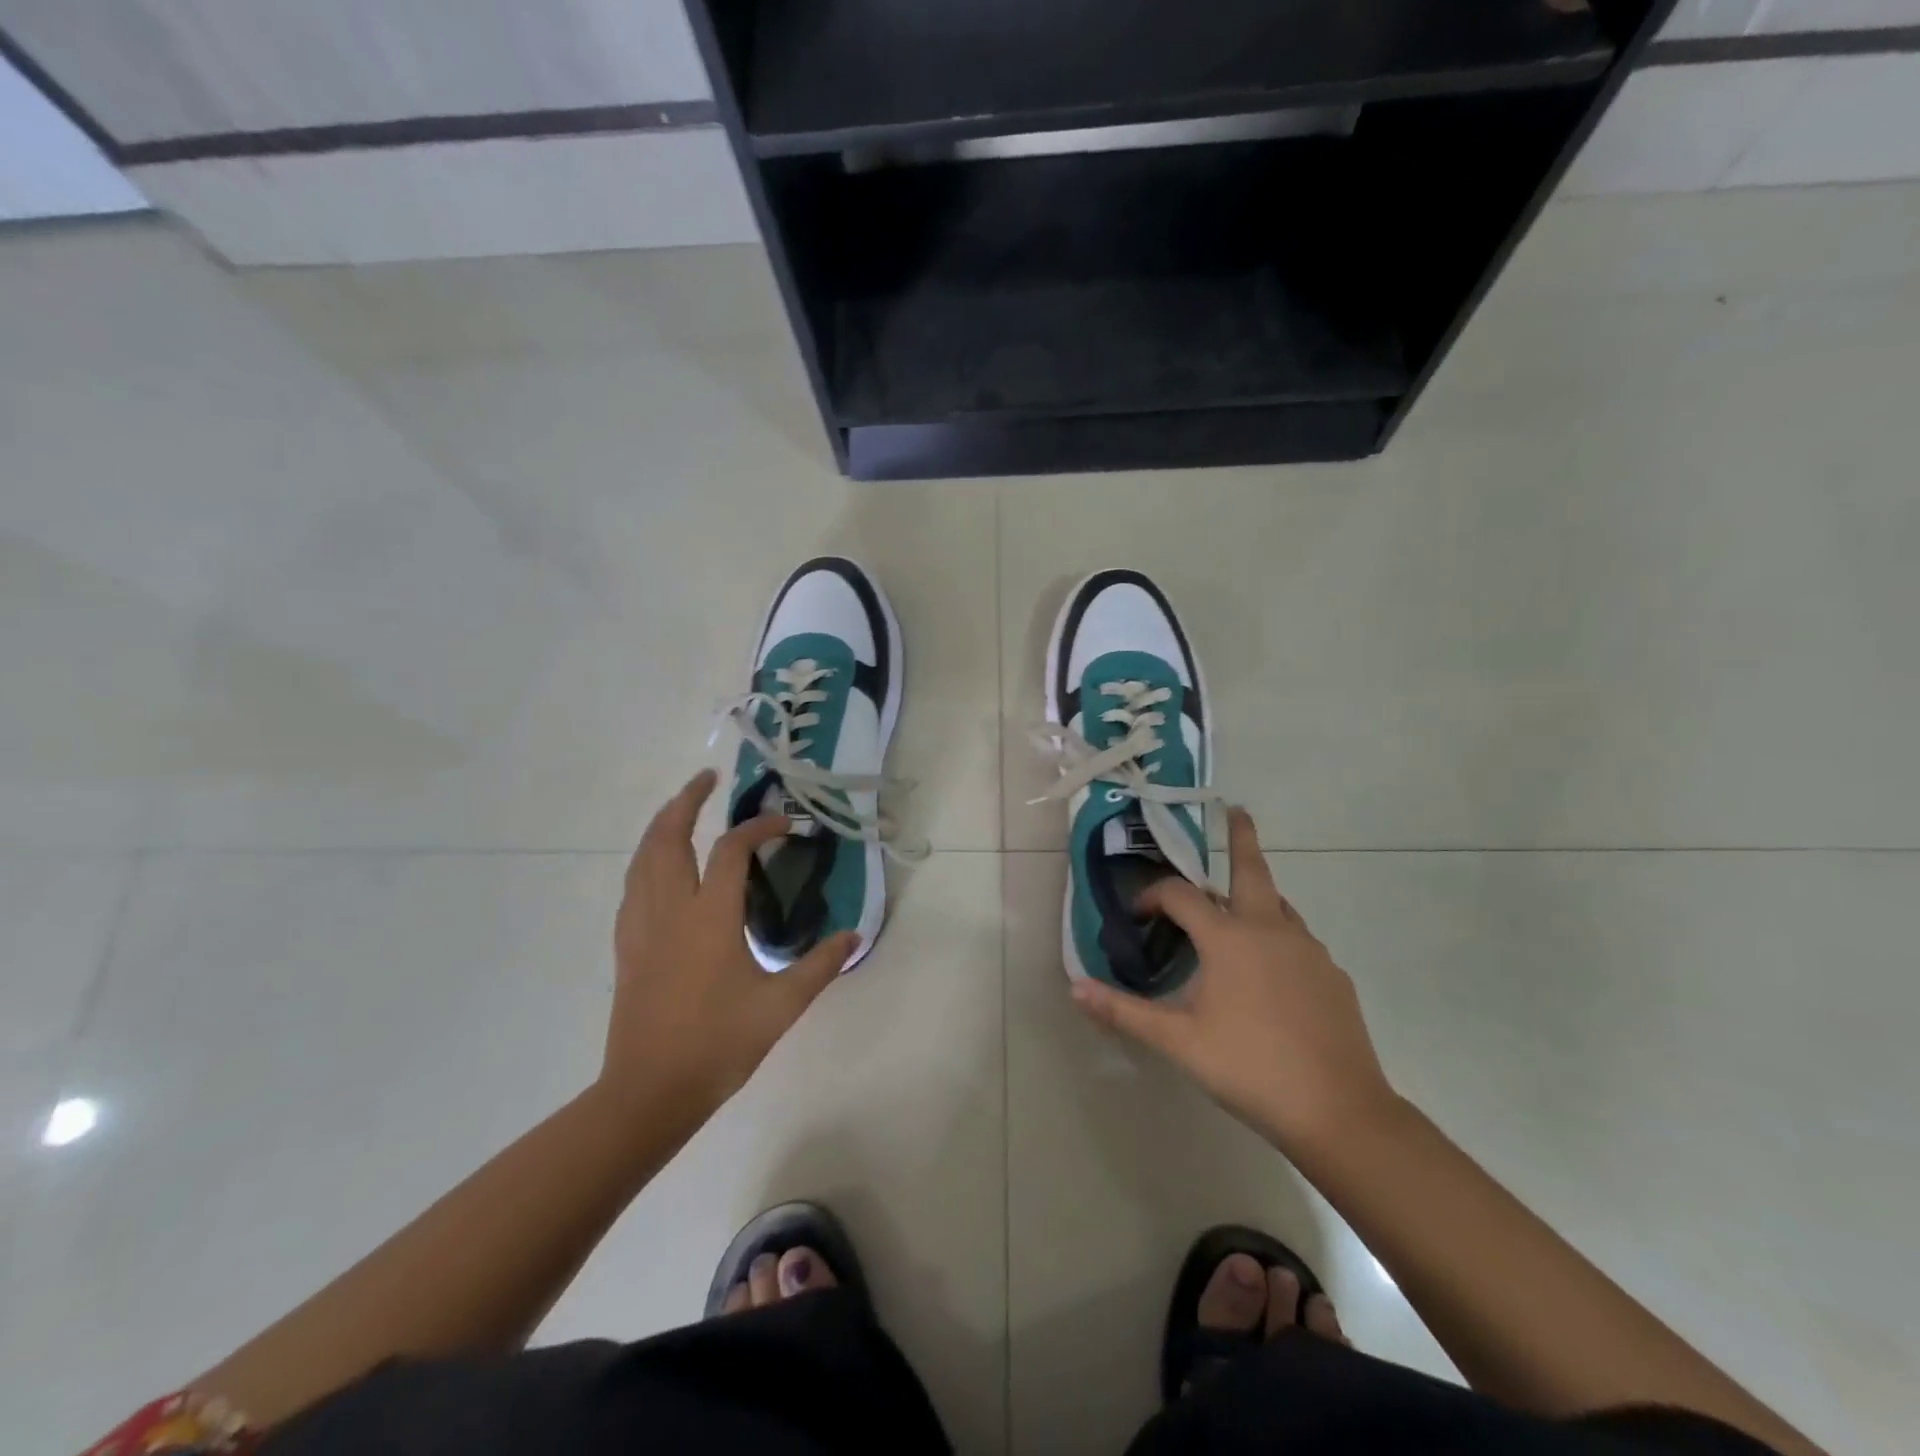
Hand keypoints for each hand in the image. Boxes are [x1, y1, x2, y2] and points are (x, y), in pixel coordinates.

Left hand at [601, 770, 859, 1116]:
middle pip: (669, 837)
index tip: (785, 824)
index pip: (732, 850)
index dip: (759, 827)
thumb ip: (820, 965)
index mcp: (709, 916)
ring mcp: (641, 926)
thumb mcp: (781, 1006)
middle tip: (707, 779)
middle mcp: (670, 909)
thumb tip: (855, 934)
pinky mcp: (626, 946)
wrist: (649, 1092)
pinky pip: (633, 885)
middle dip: (686, 801)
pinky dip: (646, 859)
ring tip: (680, 810)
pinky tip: (658, 869)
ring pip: (643, 858)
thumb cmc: (718, 1045)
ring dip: (661, 825)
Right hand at [1071, 807, 1394, 1150]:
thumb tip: (1076, 987)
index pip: (1181, 895)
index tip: (1138, 914)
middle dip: (1240, 837)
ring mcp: (1308, 949)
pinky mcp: (1332, 975)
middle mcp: (1270, 929)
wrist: (1339, 1112)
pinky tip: (1268, 969)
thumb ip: (1124, 1011)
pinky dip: (1275, 933)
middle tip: (1236, 810)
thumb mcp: (1177, 1041)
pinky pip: (1297, 938)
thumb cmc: (1249, 1068)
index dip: (1153, 896)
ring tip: (1235, 906)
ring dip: (1253, 893)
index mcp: (1229, 938)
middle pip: (1251, 869)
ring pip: (1277, 904)